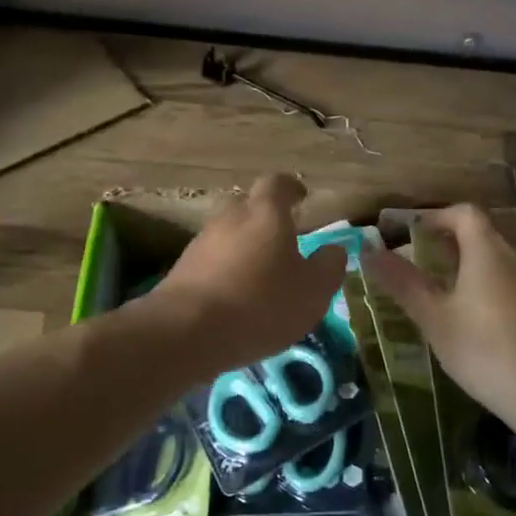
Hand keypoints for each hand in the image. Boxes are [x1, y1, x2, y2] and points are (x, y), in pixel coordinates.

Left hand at [151, 174, 346, 372]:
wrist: (187, 331)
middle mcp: (230, 218)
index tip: (301, 198)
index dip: (291, 188)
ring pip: (226, 233)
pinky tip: (234, 294)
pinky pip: (210, 259)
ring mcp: (201, 242)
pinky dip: (224, 269)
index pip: (277, 183)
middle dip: (263, 216)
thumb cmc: (261, 304)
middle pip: (247, 205)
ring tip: (258, 273)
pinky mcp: (181, 269)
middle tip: (281, 238)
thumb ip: (328, 266)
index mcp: (266, 213)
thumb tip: (334, 250)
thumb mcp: (313, 291)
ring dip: (242, 245)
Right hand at [362, 204, 515, 440]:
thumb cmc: (487, 351)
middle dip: (456, 238)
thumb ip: (402, 282)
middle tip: (430, 262)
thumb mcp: (435, 319)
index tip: (414, 237)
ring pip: (508, 252)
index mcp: (489, 248)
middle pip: (487, 229)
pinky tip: (490, 316)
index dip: (436, 218)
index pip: (463, 212)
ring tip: (456, 290)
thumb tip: (368, 251)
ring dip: (480, 259)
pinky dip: (501, 280)